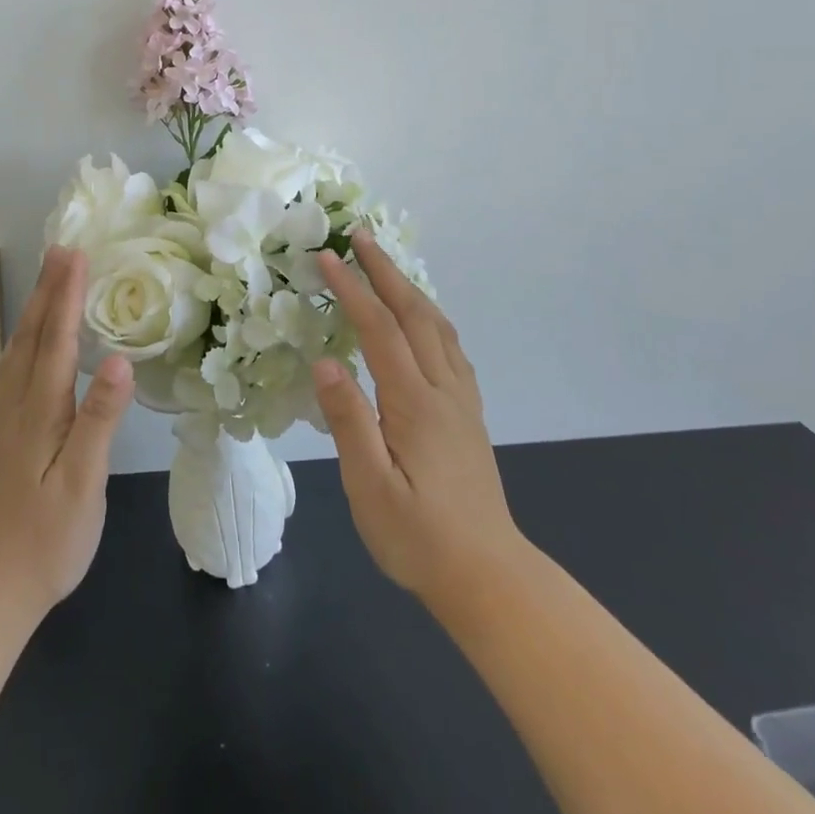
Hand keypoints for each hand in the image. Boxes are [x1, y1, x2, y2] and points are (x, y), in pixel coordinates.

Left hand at [0, 247, 133, 618]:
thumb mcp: (83, 484)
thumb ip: (99, 420)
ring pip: (18, 350)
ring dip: (34, 310)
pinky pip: (11, 370)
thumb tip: (120, 361)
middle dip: (49, 290)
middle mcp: (18, 406)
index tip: (77, 254)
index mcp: (41, 412)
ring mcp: (6, 421)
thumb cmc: (46, 540)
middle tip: (61, 249)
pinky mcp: (3, 437)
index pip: (57, 341)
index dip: (68, 296)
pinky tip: (25, 343)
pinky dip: (23, 340)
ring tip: (46, 280)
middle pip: (33, 336)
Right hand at [313, 230, 520, 600]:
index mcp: (414, 403)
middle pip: (414, 314)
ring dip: (410, 288)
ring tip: (386, 264)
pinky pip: (451, 348)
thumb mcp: (370, 488)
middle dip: (385, 271)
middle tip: (360, 236)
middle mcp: (442, 390)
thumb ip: (349, 421)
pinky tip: (423, 320)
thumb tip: (326, 361)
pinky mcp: (469, 415)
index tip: (328, 257)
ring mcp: (461, 401)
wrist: (488, 577)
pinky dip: (431, 317)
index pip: (380, 330)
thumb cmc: (419, 538)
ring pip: (438, 327)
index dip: (353, 290)